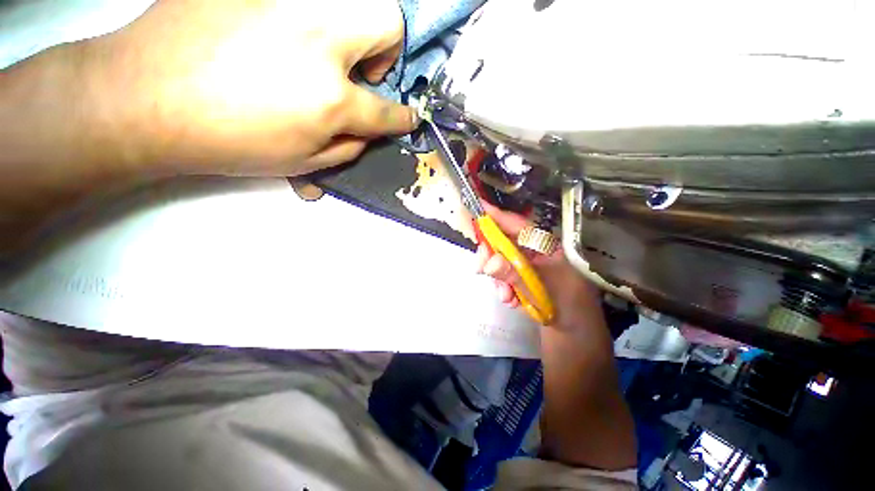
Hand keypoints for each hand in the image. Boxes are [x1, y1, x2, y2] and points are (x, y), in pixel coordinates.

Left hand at [81, 0, 417, 175]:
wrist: (145, 99)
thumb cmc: (230, 142)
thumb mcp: (302, 162)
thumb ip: (347, 148)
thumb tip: (368, 133)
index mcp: (331, 99)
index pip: (387, 110)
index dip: (404, 117)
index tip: (410, 118)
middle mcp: (319, 42)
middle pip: (386, 23)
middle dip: (388, 51)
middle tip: (364, 73)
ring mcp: (284, 4)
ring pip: (349, 0)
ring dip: (351, 31)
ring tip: (325, 54)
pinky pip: (301, 0)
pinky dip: (303, 20)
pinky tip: (279, 40)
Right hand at [474, 202, 600, 327]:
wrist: (574, 331)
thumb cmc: (566, 305)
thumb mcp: (540, 289)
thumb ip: (514, 274)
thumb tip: (488, 263)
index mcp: (544, 245)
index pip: (517, 225)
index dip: (496, 216)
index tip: (477, 207)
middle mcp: (533, 251)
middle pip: (503, 242)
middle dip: (490, 257)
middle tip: (481, 270)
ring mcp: (526, 264)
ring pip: (500, 260)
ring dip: (498, 278)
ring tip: (506, 297)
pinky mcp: (521, 277)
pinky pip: (503, 275)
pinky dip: (502, 287)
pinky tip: (510, 300)